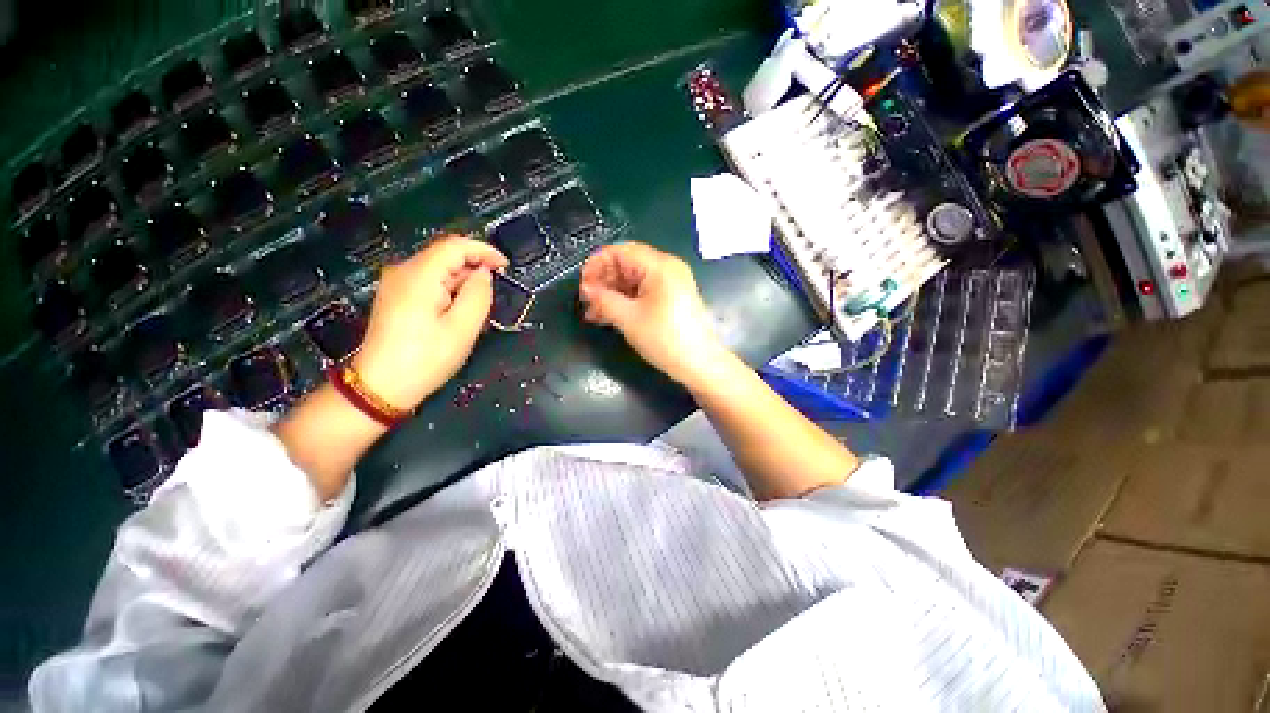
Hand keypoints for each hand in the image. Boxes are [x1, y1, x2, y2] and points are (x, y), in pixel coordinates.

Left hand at [353, 236, 507, 410]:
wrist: (381, 387)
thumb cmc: (426, 359)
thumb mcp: (463, 328)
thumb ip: (478, 295)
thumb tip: (484, 273)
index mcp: (419, 275)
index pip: (455, 245)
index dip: (484, 251)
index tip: (506, 266)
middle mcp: (403, 271)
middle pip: (445, 255)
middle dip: (474, 268)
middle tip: (493, 294)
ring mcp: (395, 283)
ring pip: (438, 269)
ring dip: (462, 281)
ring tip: (475, 309)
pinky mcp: (395, 296)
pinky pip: (428, 281)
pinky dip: (449, 289)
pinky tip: (456, 311)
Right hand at [579, 242, 728, 386]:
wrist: (699, 364)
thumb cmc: (664, 338)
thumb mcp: (628, 319)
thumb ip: (603, 299)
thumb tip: (586, 289)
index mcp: (660, 265)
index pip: (621, 251)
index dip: (597, 264)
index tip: (582, 285)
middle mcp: (667, 268)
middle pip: (627, 264)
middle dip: (604, 281)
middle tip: (586, 301)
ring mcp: (671, 284)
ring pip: (633, 280)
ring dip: (612, 293)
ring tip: (593, 313)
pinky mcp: (672, 299)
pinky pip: (643, 292)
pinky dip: (626, 301)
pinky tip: (610, 316)